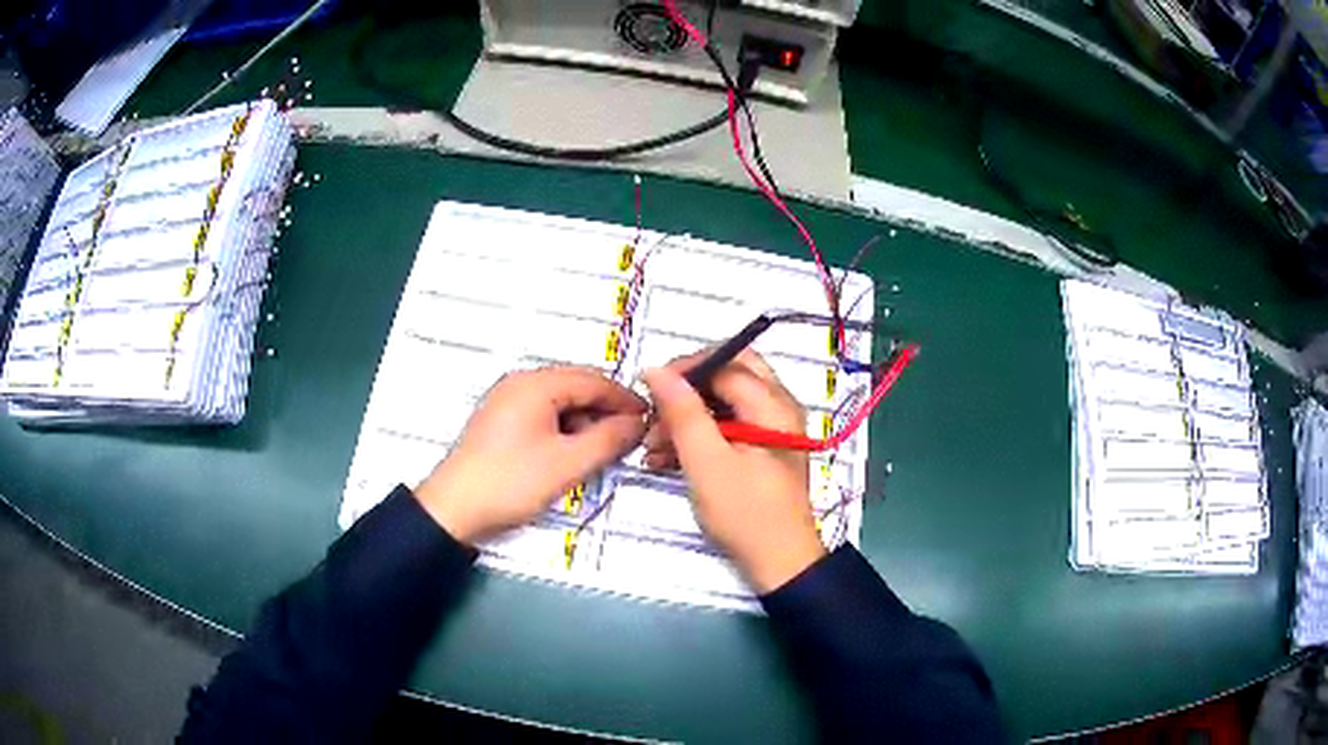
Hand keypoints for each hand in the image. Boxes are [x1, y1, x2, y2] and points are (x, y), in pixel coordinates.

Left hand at [415, 367, 647, 544]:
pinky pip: (543, 415)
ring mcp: (507, 401)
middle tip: (630, 438)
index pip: (594, 380)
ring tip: (604, 450)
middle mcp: (520, 383)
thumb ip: (609, 439)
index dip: (625, 399)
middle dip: (606, 411)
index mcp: (536, 384)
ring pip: (560, 402)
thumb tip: (638, 423)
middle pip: (576, 387)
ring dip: (586, 422)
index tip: (650, 419)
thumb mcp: (568, 464)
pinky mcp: (501, 421)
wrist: (454, 509)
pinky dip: (565, 430)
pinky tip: (574, 453)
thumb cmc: (511, 482)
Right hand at [642, 351, 824, 592]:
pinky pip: (727, 426)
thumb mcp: (707, 463)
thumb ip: (683, 413)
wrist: (779, 564)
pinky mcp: (761, 450)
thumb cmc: (745, 514)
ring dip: (687, 416)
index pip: (726, 363)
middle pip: (728, 375)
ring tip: (652, 445)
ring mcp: (771, 429)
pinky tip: (666, 458)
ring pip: (725, 402)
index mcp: (773, 405)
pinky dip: (698, 436)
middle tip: (655, 411)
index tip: (649, 389)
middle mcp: (778, 407)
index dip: (685, 370)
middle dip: (687, 391)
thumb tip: (656, 369)